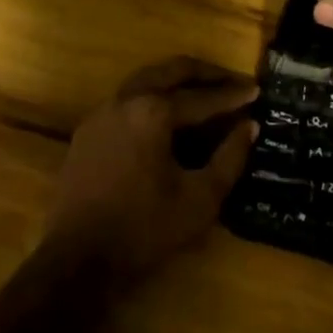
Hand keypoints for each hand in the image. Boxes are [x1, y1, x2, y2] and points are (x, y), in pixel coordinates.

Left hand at [45, 59, 258, 281]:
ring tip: (203, 90)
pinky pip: (127, 99)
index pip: (203, 98)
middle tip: (231, 79)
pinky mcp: (88, 130)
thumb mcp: (200, 199)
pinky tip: (166, 116)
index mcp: (154, 112)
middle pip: (171, 71)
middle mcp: (126, 99)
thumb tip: (249, 126)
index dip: (233, 95)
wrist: (76, 261)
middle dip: (205, 73)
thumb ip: (230, 158)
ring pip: (147, 79)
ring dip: (177, 80)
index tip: (257, 90)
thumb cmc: (144, 230)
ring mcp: (103, 112)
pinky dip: (153, 97)